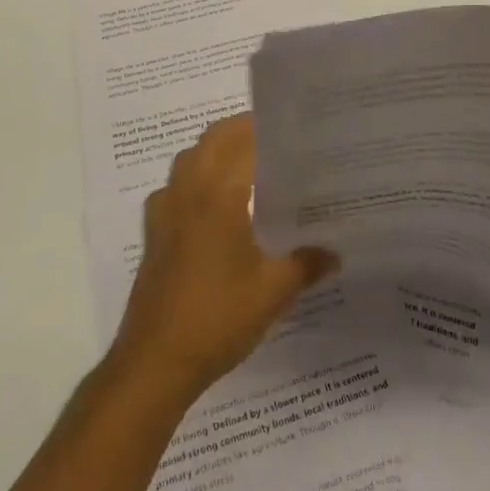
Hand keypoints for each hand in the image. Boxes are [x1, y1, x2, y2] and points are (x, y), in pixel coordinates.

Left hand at [109, 114, 339, 403]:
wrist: (155, 361)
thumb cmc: (217, 317)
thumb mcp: (273, 292)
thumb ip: (306, 264)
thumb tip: (335, 251)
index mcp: (217, 192)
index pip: (243, 139)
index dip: (268, 128)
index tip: (295, 129)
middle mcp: (188, 189)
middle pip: (213, 139)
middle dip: (243, 131)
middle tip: (278, 143)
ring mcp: (165, 209)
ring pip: (191, 158)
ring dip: (217, 150)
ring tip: (251, 167)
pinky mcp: (154, 231)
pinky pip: (176, 186)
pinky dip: (196, 179)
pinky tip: (215, 207)